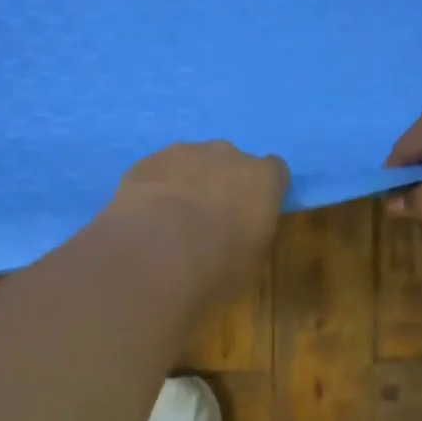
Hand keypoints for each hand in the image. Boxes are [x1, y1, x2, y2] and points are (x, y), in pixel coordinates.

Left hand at [110, 141, 288, 304]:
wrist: (154, 258)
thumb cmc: (217, 268)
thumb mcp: (252, 265)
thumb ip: (253, 236)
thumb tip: (242, 233)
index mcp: (262, 179)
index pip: (275, 172)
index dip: (264, 193)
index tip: (254, 215)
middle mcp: (227, 155)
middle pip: (231, 163)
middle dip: (224, 185)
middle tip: (210, 221)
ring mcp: (183, 152)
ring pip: (192, 163)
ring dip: (188, 184)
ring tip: (172, 222)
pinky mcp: (147, 161)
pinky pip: (159, 173)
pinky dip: (156, 189)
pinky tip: (146, 219)